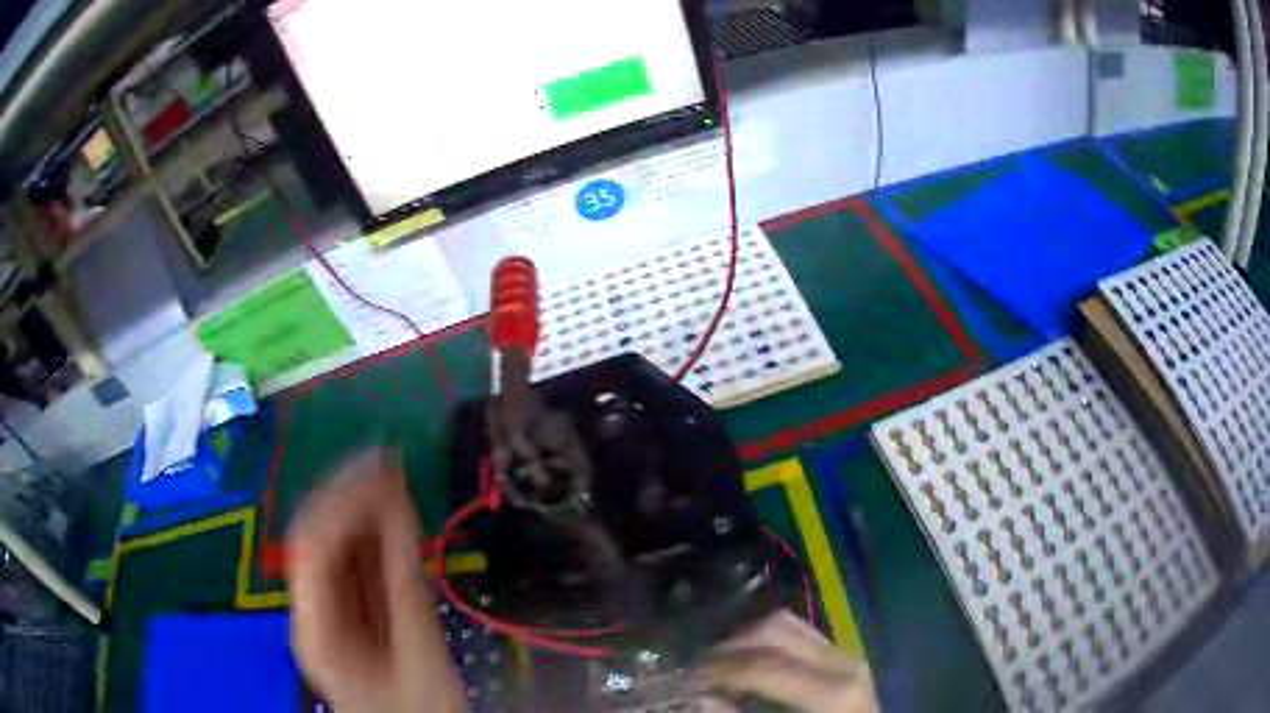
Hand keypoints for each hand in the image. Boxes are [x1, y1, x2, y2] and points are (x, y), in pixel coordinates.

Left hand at [287, 450, 464, 712]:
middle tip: (388, 459)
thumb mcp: (420, 654)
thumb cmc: (416, 709)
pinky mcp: (343, 609)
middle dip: (347, 492)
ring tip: (390, 473)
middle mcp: (310, 610)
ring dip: (359, 505)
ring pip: (331, 544)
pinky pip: (350, 561)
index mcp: (317, 627)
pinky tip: (389, 511)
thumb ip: (404, 585)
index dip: (342, 499)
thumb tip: (399, 511)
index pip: (313, 545)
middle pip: (314, 537)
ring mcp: (324, 608)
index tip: (382, 469)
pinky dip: (369, 532)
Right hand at [702, 611, 878, 712]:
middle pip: (777, 631)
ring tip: (719, 654)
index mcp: (833, 690)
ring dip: (748, 635)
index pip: (766, 666)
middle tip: (698, 659)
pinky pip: (803, 634)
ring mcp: (847, 654)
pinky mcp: (844, 656)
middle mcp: (843, 662)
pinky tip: (750, 654)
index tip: (689, 672)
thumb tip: (703, 698)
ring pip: (789, 624)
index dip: (722, 668)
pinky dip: (770, 638)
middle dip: (732, 643)